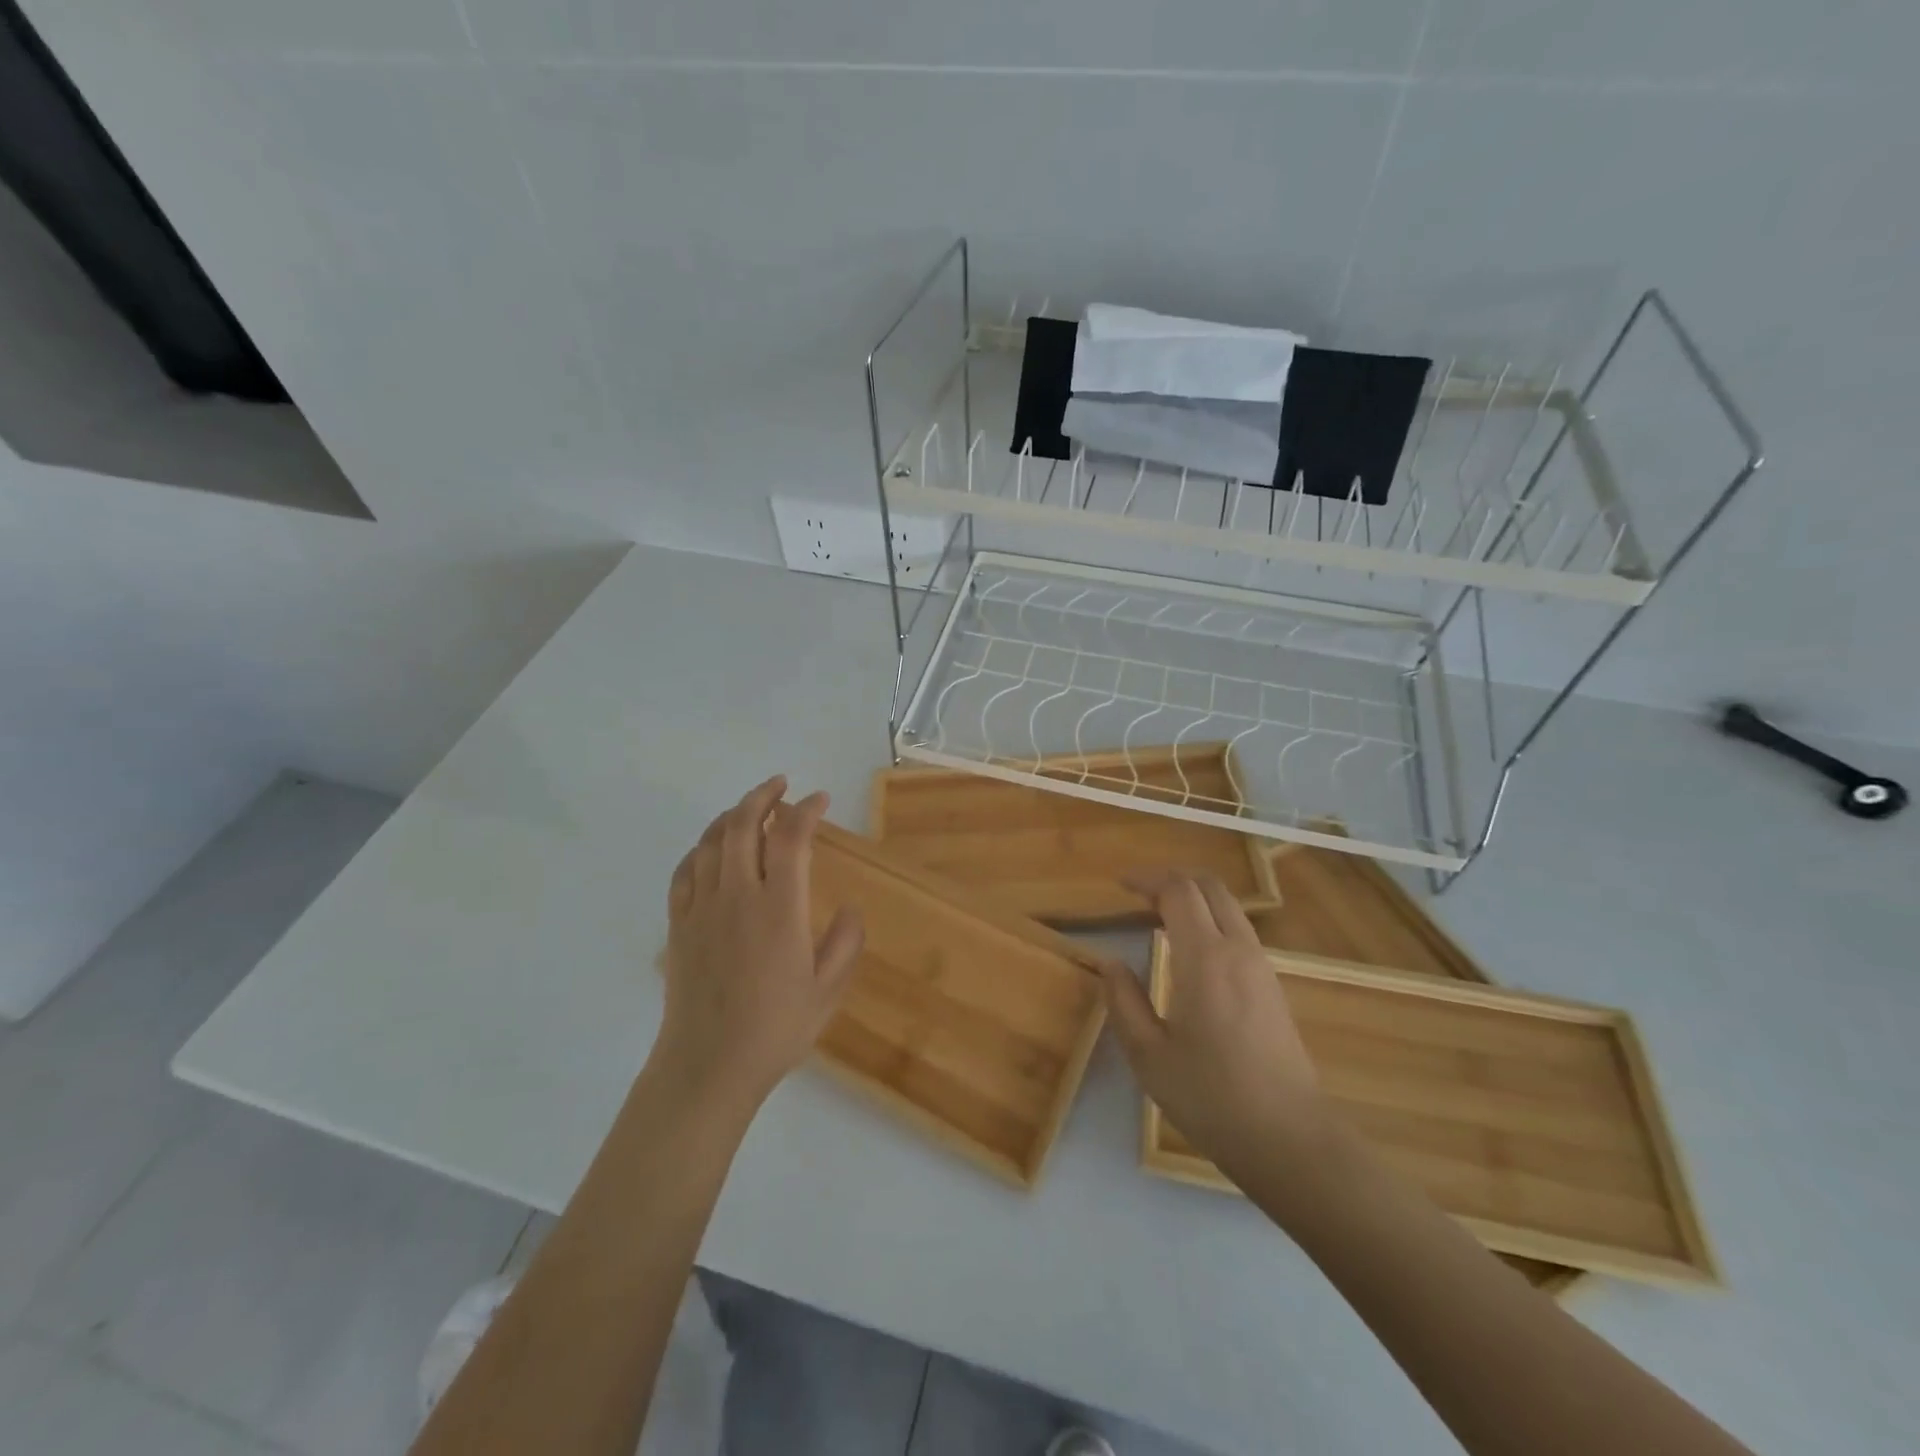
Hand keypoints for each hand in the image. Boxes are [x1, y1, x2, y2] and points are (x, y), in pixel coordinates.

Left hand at [656, 775, 864, 1113]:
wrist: (708, 1066)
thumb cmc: (776, 1029)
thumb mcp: (828, 989)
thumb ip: (845, 942)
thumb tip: (850, 909)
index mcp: (780, 908)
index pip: (791, 838)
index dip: (806, 810)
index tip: (820, 799)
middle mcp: (738, 896)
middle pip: (742, 825)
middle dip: (763, 796)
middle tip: (781, 785)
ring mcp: (702, 908)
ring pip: (710, 841)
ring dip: (731, 815)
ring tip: (749, 808)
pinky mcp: (678, 924)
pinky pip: (685, 870)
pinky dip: (700, 848)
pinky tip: (710, 849)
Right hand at [1100, 871, 1325, 1170]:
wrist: (1289, 1139)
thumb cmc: (1211, 1097)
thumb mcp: (1149, 1055)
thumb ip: (1124, 1001)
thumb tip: (1110, 964)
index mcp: (1205, 958)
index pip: (1179, 891)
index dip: (1147, 879)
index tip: (1120, 885)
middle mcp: (1238, 950)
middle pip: (1210, 886)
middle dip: (1173, 878)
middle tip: (1139, 893)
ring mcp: (1261, 966)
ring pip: (1228, 907)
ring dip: (1194, 898)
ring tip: (1158, 917)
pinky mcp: (1272, 986)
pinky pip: (1239, 931)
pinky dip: (1210, 920)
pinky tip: (1190, 950)